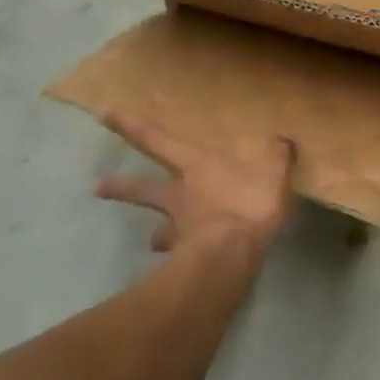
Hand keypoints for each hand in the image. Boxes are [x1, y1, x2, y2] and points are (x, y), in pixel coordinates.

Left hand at [95, 111, 295, 257]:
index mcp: (196, 165)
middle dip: (121, 185)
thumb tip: (282, 139)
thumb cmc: (249, 201)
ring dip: (153, 233)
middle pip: (143, 187)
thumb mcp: (274, 168)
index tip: (104, 115)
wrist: (232, 251)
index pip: (156, 140)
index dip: (131, 126)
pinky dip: (179, 257)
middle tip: (98, 187)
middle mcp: (180, 193)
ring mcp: (179, 226)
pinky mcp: (185, 255)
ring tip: (151, 241)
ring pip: (157, 226)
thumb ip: (277, 153)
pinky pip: (179, 254)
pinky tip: (182, 264)